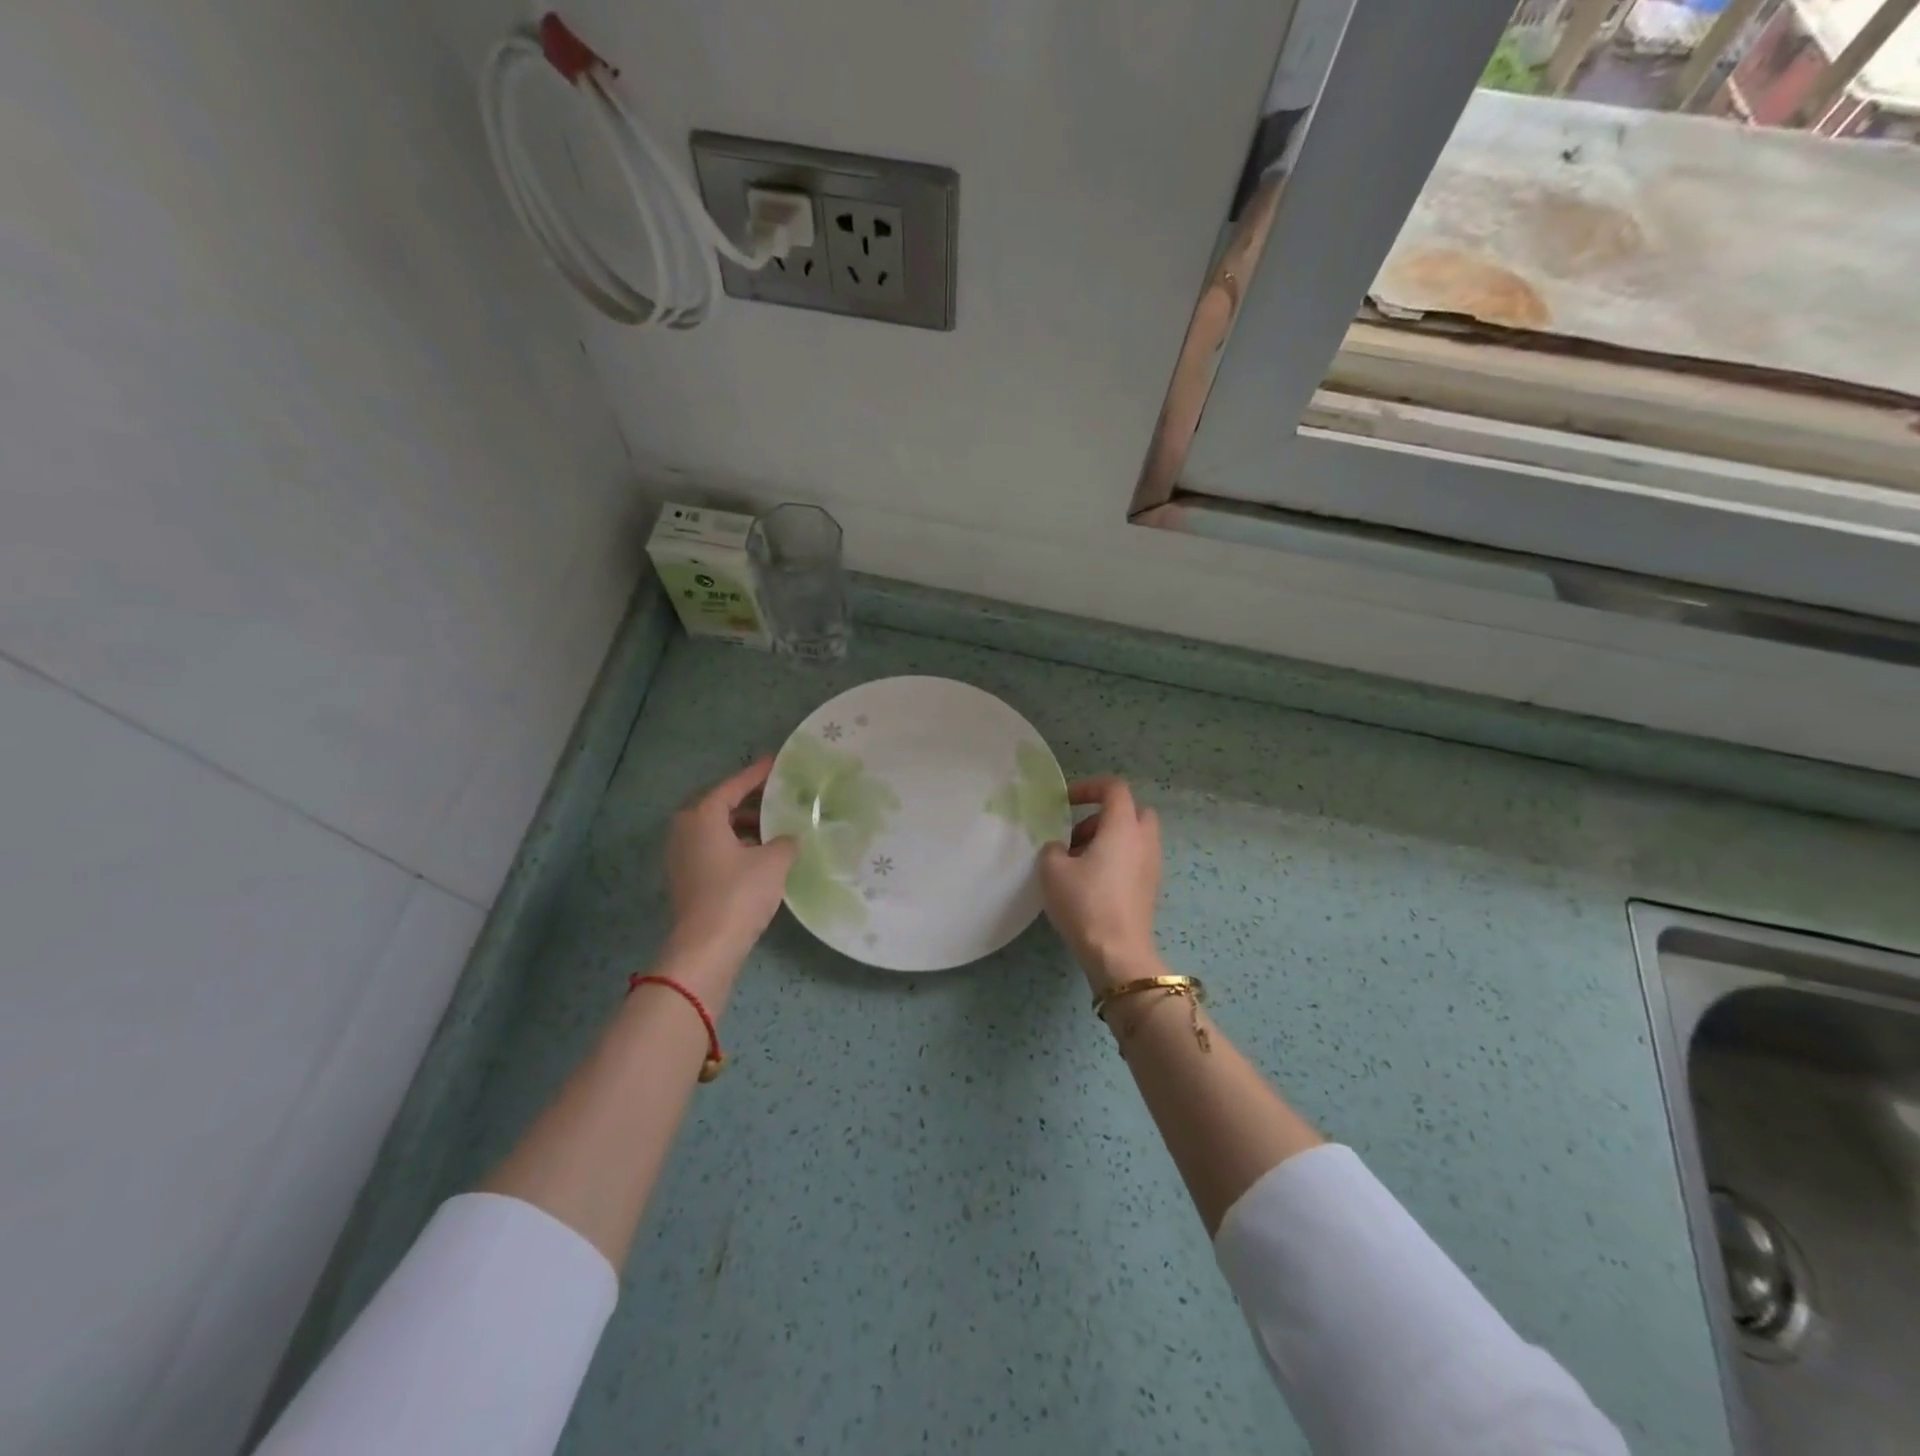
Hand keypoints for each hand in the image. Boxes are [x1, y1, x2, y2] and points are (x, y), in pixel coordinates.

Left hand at [663, 759, 796, 971]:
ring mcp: (682, 857)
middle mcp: (685, 830)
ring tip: (776, 828)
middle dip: (750, 802)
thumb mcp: (774, 862)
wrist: (706, 948)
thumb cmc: (738, 894)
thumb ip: (786, 841)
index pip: (733, 786)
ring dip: (745, 827)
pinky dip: (736, 846)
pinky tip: (762, 856)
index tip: (776, 762)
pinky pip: (714, 850)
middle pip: (721, 806)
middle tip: (779, 796)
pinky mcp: (686, 880)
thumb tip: (790, 837)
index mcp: (702, 816)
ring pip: (717, 831)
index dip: (757, 774)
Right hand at [1039, 776, 1162, 991]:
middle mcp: (1144, 840)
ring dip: (1109, 840)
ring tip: (1079, 863)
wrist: (1117, 953)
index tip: (1066, 802)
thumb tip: (1060, 849)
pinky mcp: (1151, 888)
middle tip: (1078, 835)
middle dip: (1105, 816)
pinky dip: (1117, 860)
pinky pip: (1136, 860)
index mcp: (1123, 827)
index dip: (1089, 787)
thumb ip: (1053, 848)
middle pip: (1133, 811)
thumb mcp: (1052, 870)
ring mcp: (1152, 866)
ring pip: (1134, 837)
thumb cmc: (1085, 903)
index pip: (1114, 788)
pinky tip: (1092, 883)